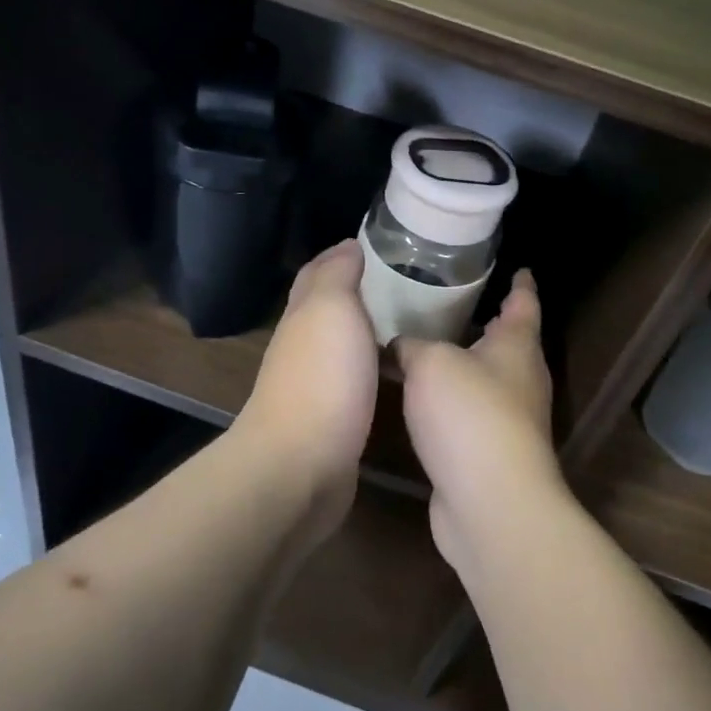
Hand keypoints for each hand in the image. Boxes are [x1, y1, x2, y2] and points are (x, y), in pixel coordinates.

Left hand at [236, 240, 379, 542]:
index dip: (341, 256)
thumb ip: (337, 275)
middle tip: (404, 283)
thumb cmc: (322, 378)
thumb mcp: (331, 309)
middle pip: (327, 309)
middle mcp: (303, 346)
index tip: (379, 246)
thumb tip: (347, 246)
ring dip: (367, 332)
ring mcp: (315, 386)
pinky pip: (354, 382)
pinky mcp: (331, 422)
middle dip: (358, 292)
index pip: (318, 273)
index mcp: (303, 315)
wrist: (300, 465)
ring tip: (410, 322)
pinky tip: (395, 372)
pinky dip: (372, 368)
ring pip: (342, 346)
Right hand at [396, 270, 567, 574]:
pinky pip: (469, 414)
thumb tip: (400, 346)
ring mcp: (510, 420)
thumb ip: (412, 345)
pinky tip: (420, 400)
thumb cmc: (468, 414)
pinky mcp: (491, 453)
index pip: (523, 302)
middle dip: (484, 323)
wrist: (490, 501)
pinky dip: (449, 402)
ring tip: (425, 346)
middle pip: (507, 342)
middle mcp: (521, 379)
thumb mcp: (431, 363)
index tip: (520, 268)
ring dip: (462, 365)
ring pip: (486, 379)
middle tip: (450, 303)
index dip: (520, 284)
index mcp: (517, 346)